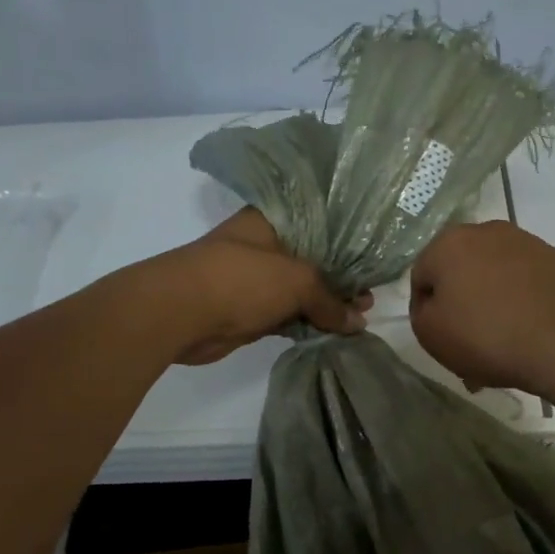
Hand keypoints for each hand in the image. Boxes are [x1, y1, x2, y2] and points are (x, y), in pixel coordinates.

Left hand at [157, 208, 370, 365]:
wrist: (179, 313)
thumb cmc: (241, 279)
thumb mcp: (296, 281)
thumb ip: (330, 300)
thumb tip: (358, 323)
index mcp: (274, 221)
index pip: (320, 224)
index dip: (348, 241)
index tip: (374, 258)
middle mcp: (266, 245)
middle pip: (314, 260)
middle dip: (342, 279)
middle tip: (370, 296)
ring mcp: (257, 279)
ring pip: (301, 290)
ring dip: (327, 305)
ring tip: (361, 317)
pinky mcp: (251, 310)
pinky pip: (288, 314)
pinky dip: (309, 323)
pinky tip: (336, 332)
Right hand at [409, 221, 554, 394]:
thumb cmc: (486, 335)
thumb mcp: (431, 335)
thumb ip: (421, 313)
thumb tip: (434, 303)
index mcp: (448, 243)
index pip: (422, 277)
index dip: (426, 311)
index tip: (441, 339)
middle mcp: (486, 232)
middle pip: (462, 271)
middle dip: (462, 304)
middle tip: (469, 344)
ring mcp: (527, 243)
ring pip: (497, 276)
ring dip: (493, 302)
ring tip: (503, 343)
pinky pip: (529, 282)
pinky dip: (524, 301)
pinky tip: (530, 332)